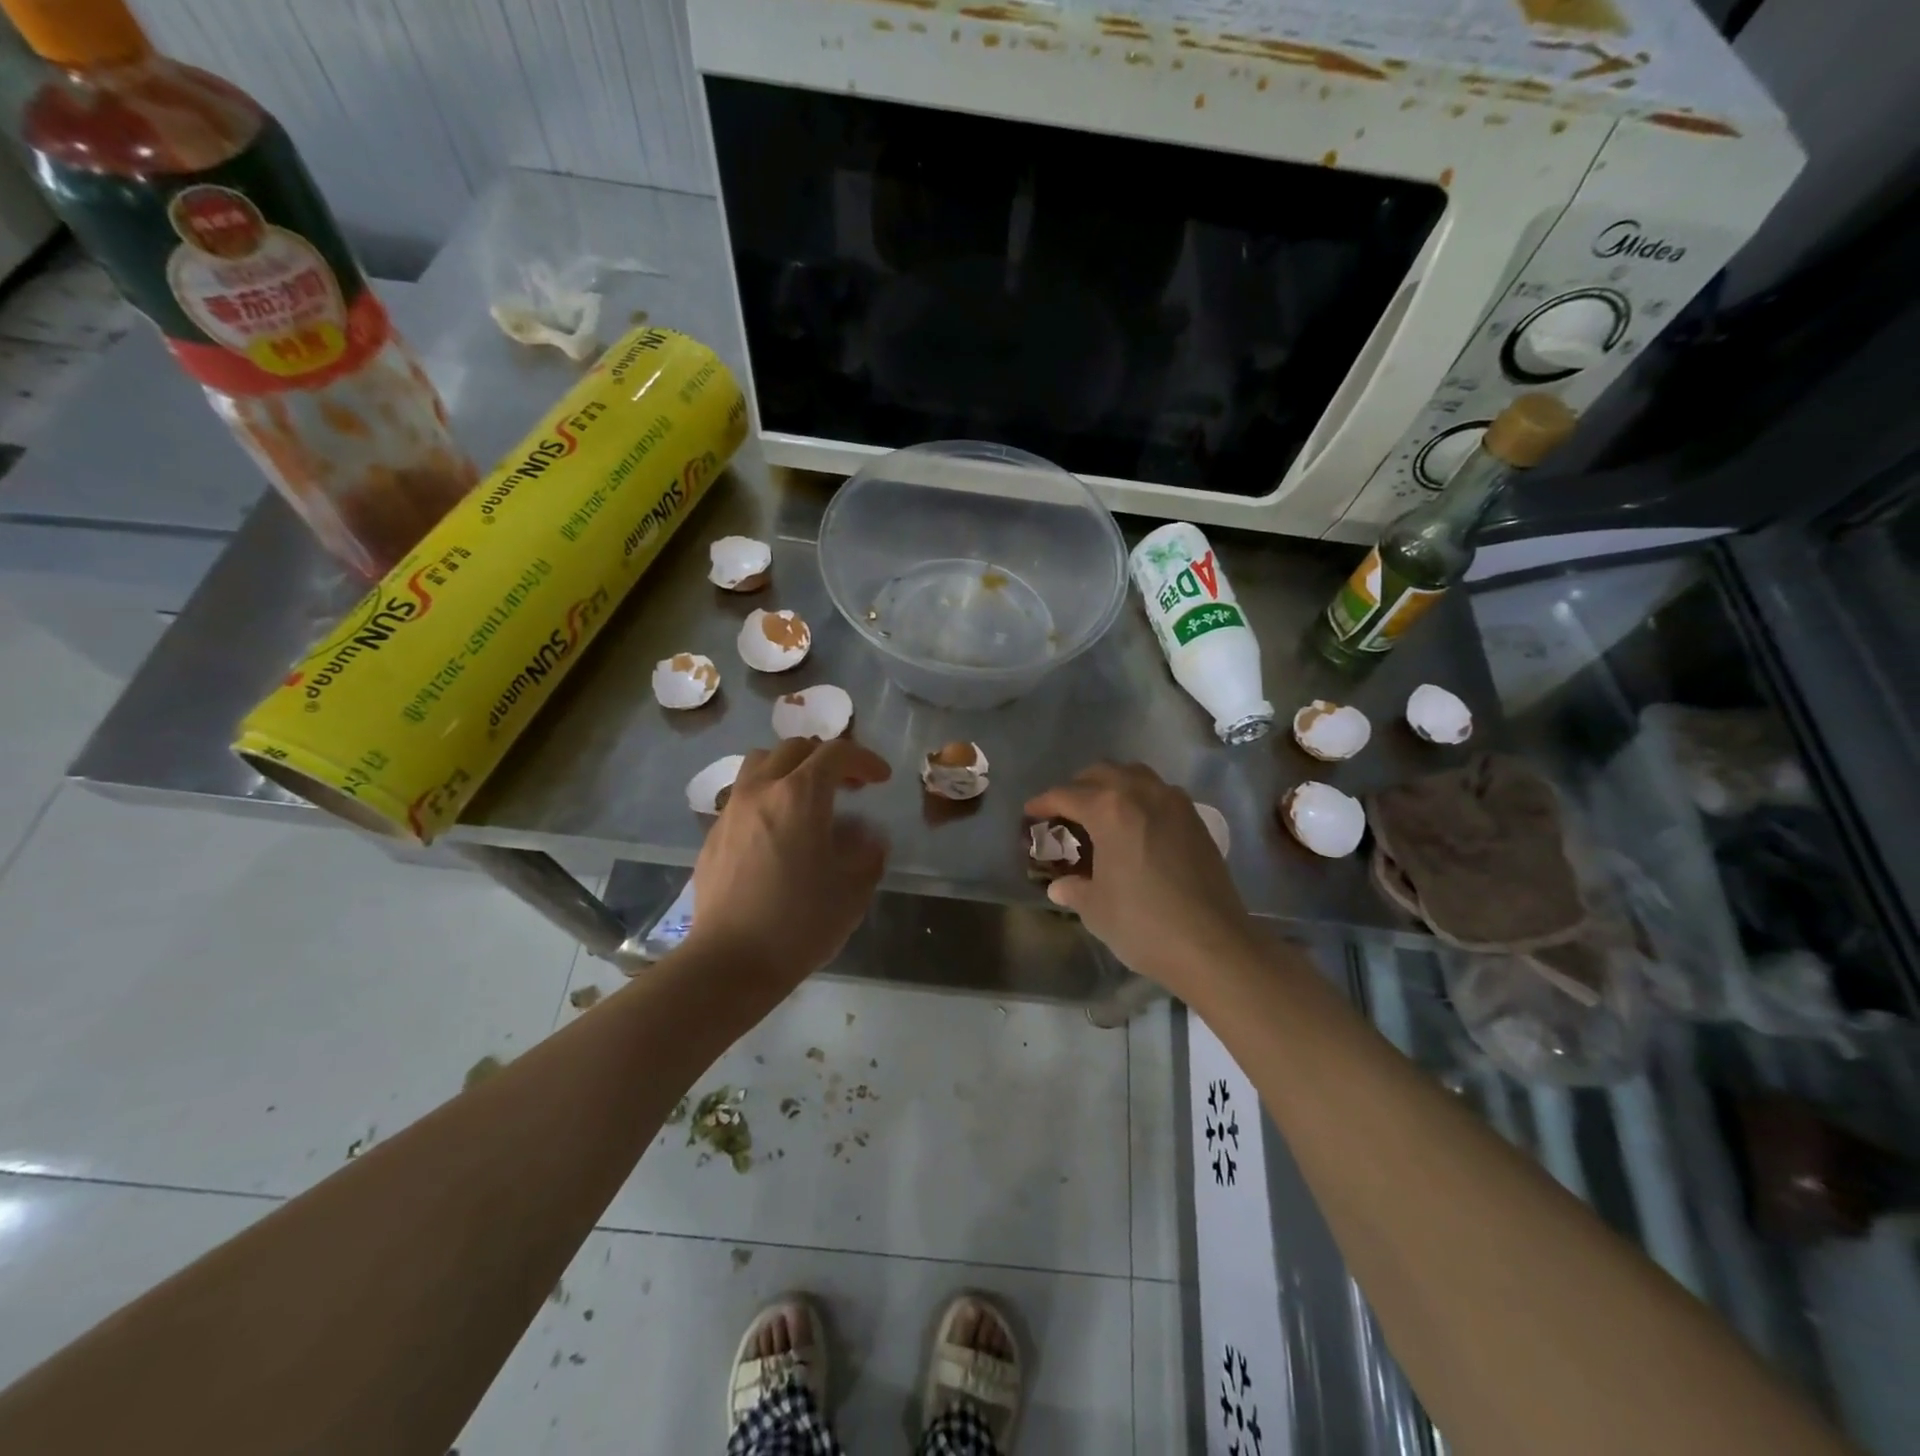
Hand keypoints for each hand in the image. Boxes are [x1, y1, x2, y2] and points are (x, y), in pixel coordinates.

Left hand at [687, 738, 891, 993]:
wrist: (730, 962)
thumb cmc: (800, 923)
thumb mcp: (854, 890)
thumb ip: (869, 853)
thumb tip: (869, 838)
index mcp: (800, 796)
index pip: (836, 754)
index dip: (865, 759)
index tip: (881, 779)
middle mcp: (761, 790)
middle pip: (794, 749)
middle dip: (827, 759)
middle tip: (849, 786)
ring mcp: (731, 811)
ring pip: (760, 764)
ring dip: (790, 769)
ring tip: (807, 798)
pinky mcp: (713, 835)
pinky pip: (742, 796)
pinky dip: (766, 797)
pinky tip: (777, 833)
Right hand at [1025, 762, 1251, 989]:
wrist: (1213, 945)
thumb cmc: (1143, 923)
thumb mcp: (1095, 908)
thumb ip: (1073, 888)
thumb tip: (1060, 886)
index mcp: (1109, 809)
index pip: (1066, 795)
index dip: (1043, 803)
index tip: (1030, 813)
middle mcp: (1142, 793)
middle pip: (1101, 774)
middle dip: (1077, 788)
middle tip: (1064, 812)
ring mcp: (1174, 803)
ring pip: (1135, 776)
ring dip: (1112, 786)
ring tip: (1101, 813)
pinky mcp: (1196, 820)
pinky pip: (1160, 793)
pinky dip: (1140, 799)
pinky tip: (1136, 828)